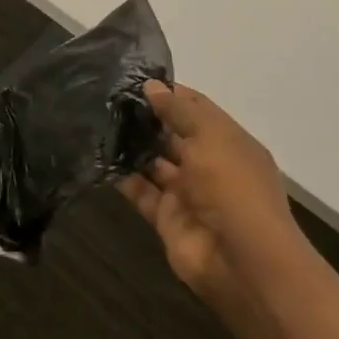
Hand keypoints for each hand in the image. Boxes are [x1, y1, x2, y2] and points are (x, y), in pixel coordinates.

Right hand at [119, 82, 302, 304]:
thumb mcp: (210, 136)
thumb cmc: (233, 186)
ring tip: (96, 120)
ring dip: (131, 145)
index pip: (196, 107)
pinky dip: (122, 177)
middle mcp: (208, 163)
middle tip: (106, 97)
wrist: (242, 261)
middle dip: (146, 118)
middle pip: (173, 134)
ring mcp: (187, 192)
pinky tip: (97, 156)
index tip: (133, 77)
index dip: (169, 92)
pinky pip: (141, 192)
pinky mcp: (166, 218)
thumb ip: (178, 110)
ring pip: (154, 162)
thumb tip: (151, 85)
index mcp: (228, 140)